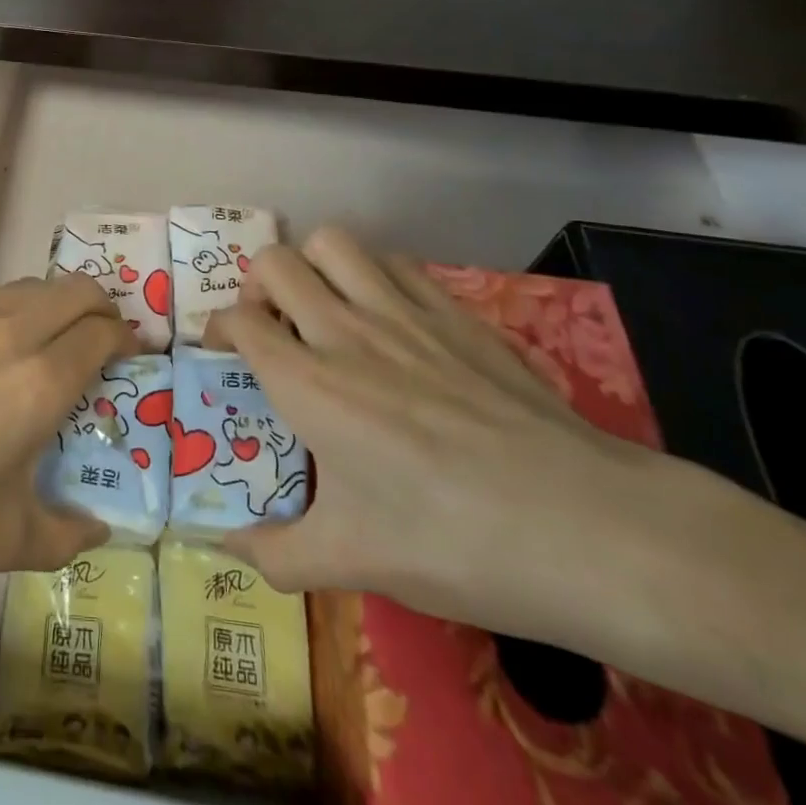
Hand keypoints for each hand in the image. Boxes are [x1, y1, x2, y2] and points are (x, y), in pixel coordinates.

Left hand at [0, 275, 134, 593]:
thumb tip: (96, 530)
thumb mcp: (3, 542)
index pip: (102, 333)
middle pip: (73, 289)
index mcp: (39, 380)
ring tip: (42, 342)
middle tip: (101, 335)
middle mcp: (6, 333)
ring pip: (23, 289)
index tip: (132, 353)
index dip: (126, 337)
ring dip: (48, 306)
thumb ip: (64, 535)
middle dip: (100, 305)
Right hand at [207, 229, 668, 641]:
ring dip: (313, 265)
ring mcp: (404, 312)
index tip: (225, 354)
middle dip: (257, 285)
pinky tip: (388, 317)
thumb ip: (274, 553)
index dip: (219, 328)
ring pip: (332, 242)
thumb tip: (224, 547)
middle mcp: (345, 330)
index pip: (238, 320)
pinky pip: (394, 262)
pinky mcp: (456, 311)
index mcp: (308, 384)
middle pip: (274, 262)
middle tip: (271, 325)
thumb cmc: (454, 544)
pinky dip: (372, 274)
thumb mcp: (352, 562)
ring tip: (322, 308)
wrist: (586, 529)